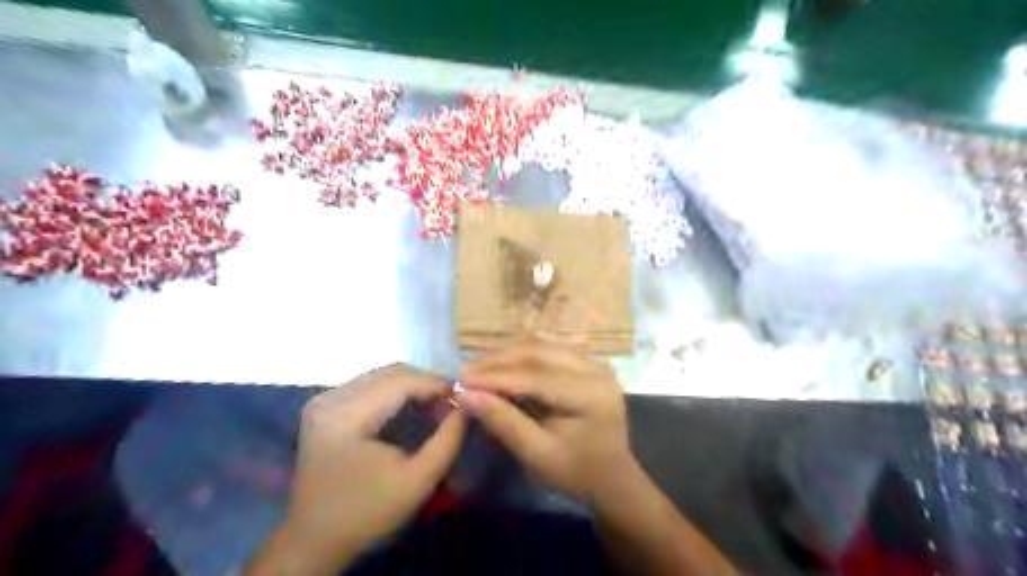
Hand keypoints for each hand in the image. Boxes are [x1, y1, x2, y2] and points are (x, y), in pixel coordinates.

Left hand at [255, 366, 463, 572]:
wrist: (314, 539)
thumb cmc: (368, 513)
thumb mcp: (418, 481)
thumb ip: (447, 440)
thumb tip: (466, 406)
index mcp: (345, 417)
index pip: (400, 381)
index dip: (436, 383)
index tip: (462, 395)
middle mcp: (330, 399)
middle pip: (390, 373)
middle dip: (425, 382)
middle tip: (450, 401)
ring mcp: (323, 400)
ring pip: (381, 376)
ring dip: (412, 385)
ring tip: (435, 404)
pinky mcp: (324, 406)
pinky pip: (369, 385)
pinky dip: (395, 391)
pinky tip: (410, 407)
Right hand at [459, 345, 635, 501]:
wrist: (613, 477)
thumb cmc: (576, 472)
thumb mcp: (538, 455)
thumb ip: (504, 423)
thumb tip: (466, 396)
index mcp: (591, 395)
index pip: (536, 377)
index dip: (496, 377)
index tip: (462, 380)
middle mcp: (596, 370)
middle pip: (540, 353)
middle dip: (499, 361)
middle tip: (466, 370)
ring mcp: (594, 363)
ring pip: (543, 347)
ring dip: (509, 355)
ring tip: (480, 367)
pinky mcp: (588, 363)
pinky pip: (550, 350)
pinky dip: (523, 356)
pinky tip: (502, 364)